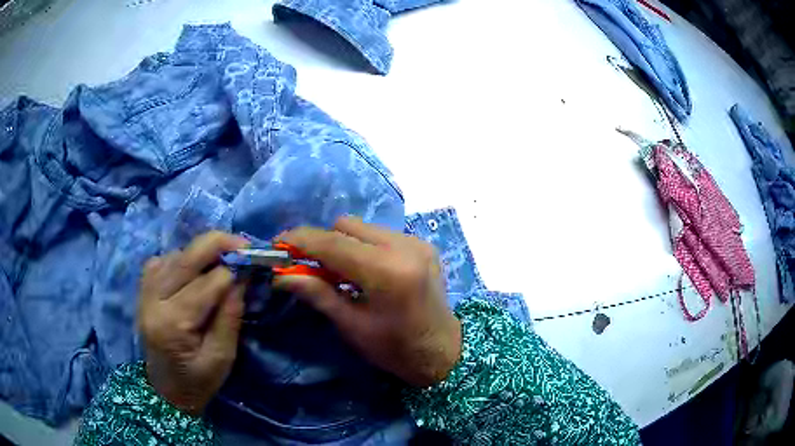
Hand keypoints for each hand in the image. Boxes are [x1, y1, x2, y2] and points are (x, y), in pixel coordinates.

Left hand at [138, 232, 248, 414]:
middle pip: (185, 259)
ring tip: (222, 260)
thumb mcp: (222, 357)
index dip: (232, 271)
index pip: (206, 284)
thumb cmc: (198, 381)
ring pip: (174, 255)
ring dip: (200, 253)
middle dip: (216, 244)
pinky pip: (162, 260)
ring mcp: (144, 292)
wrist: (166, 389)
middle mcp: (153, 301)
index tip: (254, 263)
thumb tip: (242, 278)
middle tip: (242, 243)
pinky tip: (194, 270)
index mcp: (173, 324)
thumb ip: (230, 316)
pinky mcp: (143, 289)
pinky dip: (182, 258)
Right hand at [274, 217, 461, 386]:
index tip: (278, 244)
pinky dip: (362, 246)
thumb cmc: (395, 349)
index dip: (301, 240)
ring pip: (362, 227)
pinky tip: (361, 270)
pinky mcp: (421, 243)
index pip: (333, 243)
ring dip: (341, 243)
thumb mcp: (352, 326)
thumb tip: (281, 275)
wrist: (444, 352)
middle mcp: (404, 247)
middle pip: (346, 226)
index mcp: (387, 272)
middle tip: (307, 266)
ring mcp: (415, 242)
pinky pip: (379, 234)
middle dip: (321, 242)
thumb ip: (318, 294)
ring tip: (336, 272)